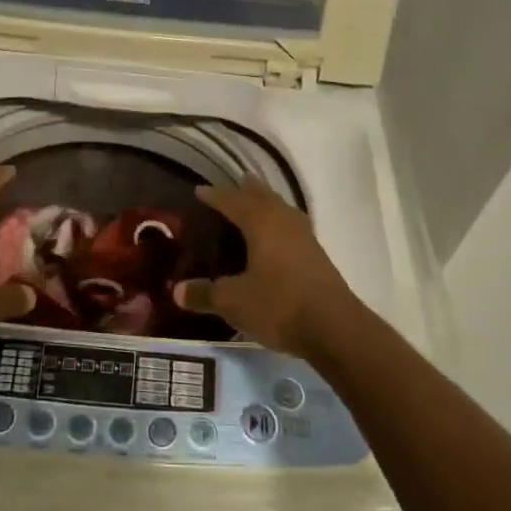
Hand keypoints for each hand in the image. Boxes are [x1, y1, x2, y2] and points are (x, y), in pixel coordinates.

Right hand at [174, 176, 361, 357]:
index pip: (232, 201)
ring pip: (281, 208)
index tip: (199, 191)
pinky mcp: (316, 254)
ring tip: (256, 200)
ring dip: (267, 202)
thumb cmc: (278, 305)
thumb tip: (177, 291)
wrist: (333, 327)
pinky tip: (277, 235)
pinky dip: (279, 222)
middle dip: (246, 190)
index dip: (215, 196)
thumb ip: (205, 294)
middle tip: (235, 182)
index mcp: (261, 223)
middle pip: (263, 197)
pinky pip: (291, 226)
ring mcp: (304, 237)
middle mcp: (283, 221)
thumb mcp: (234, 302)